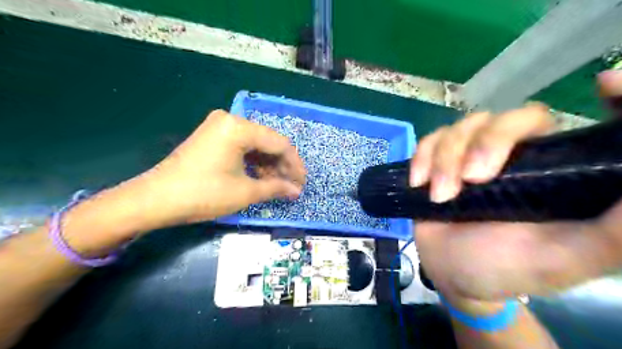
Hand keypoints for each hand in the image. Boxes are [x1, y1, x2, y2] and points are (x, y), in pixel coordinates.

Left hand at [144, 109, 304, 223]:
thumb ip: (275, 188)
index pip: (279, 143)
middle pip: (268, 142)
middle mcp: (230, 120)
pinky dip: (253, 162)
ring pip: (255, 145)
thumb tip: (296, 191)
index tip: (302, 183)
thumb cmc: (203, 194)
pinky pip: (241, 147)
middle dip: (282, 165)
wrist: (155, 200)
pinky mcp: (212, 137)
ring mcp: (219, 127)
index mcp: (239, 127)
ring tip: (277, 185)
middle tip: (291, 186)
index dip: (294, 165)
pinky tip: (260, 177)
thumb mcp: (245, 192)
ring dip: (268, 165)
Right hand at [411, 70, 621, 304]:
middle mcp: (517, 155)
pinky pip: (431, 139)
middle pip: (509, 118)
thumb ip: (613, 232)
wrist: (451, 272)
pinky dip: (422, 157)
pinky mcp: (440, 159)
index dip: (612, 97)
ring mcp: (473, 154)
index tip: (606, 83)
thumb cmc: (507, 268)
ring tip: (439, 196)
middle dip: (485, 144)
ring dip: (445, 159)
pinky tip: (419, 182)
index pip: (586, 124)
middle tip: (470, 180)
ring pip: (463, 126)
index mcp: (555, 172)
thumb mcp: (565, 259)